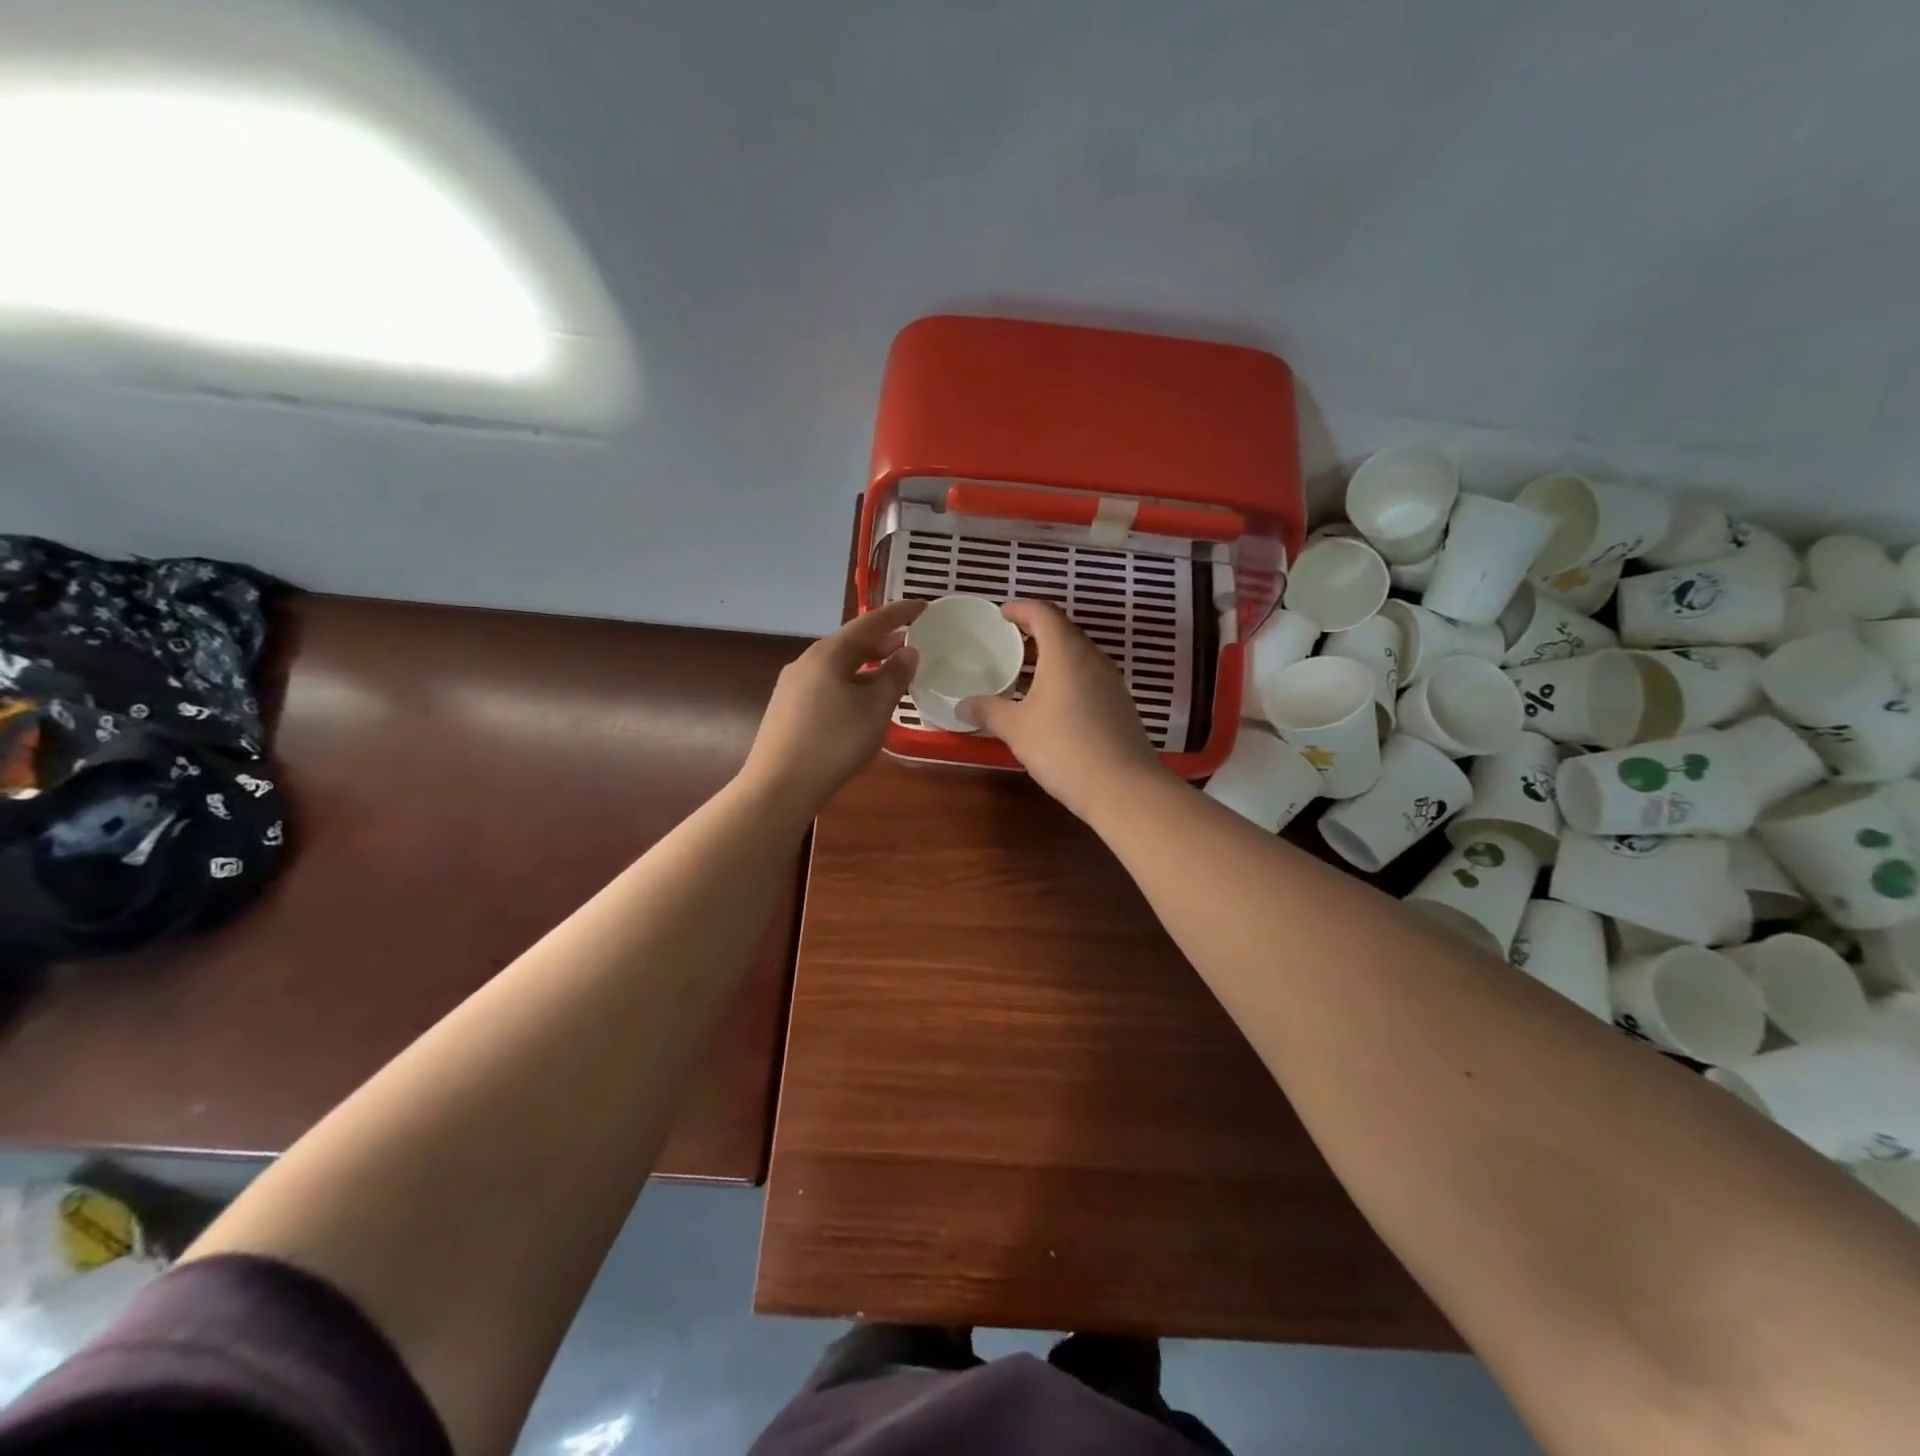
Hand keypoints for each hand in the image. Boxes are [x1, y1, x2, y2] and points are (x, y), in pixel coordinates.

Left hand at [742, 599, 923, 815]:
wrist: (779, 786)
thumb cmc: (835, 742)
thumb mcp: (875, 709)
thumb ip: (895, 676)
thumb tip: (907, 651)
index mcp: (828, 654)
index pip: (870, 623)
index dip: (899, 613)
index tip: (923, 606)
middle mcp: (806, 661)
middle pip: (850, 643)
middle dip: (882, 641)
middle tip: (910, 641)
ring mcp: (792, 685)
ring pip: (837, 665)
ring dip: (866, 664)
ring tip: (890, 671)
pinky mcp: (787, 708)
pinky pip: (826, 683)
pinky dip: (850, 682)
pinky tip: (860, 700)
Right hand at [959, 601, 1165, 820]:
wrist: (1123, 787)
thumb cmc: (1063, 748)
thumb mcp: (1017, 729)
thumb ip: (988, 711)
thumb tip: (963, 704)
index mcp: (1065, 653)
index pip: (1043, 614)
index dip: (1021, 609)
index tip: (1002, 614)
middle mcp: (1092, 658)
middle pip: (1063, 631)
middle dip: (1036, 630)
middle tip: (1009, 641)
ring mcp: (1111, 681)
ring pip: (1078, 655)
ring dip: (1052, 655)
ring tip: (1026, 672)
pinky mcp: (1120, 704)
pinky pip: (1089, 676)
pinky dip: (1067, 676)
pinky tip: (1052, 701)